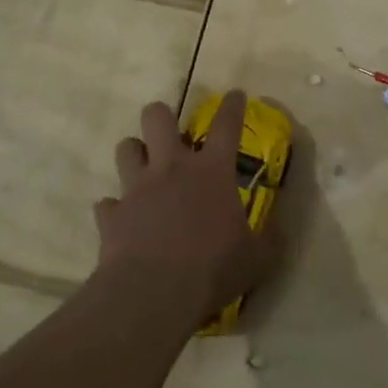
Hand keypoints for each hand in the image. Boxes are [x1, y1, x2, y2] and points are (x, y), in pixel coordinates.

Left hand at [94, 91, 279, 328]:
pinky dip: (116, 208)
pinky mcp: (112, 214)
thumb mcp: (257, 259)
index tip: (234, 94)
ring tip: (142, 166)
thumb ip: (269, 240)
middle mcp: (171, 168)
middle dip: (162, 116)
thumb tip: (279, 230)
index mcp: (211, 172)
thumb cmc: (212, 269)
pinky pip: (108, 203)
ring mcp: (137, 188)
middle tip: (170, 131)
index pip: (226, 126)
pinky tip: (122, 219)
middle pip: (157, 118)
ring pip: (126, 148)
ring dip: (134, 153)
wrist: (153, 293)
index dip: (232, 106)